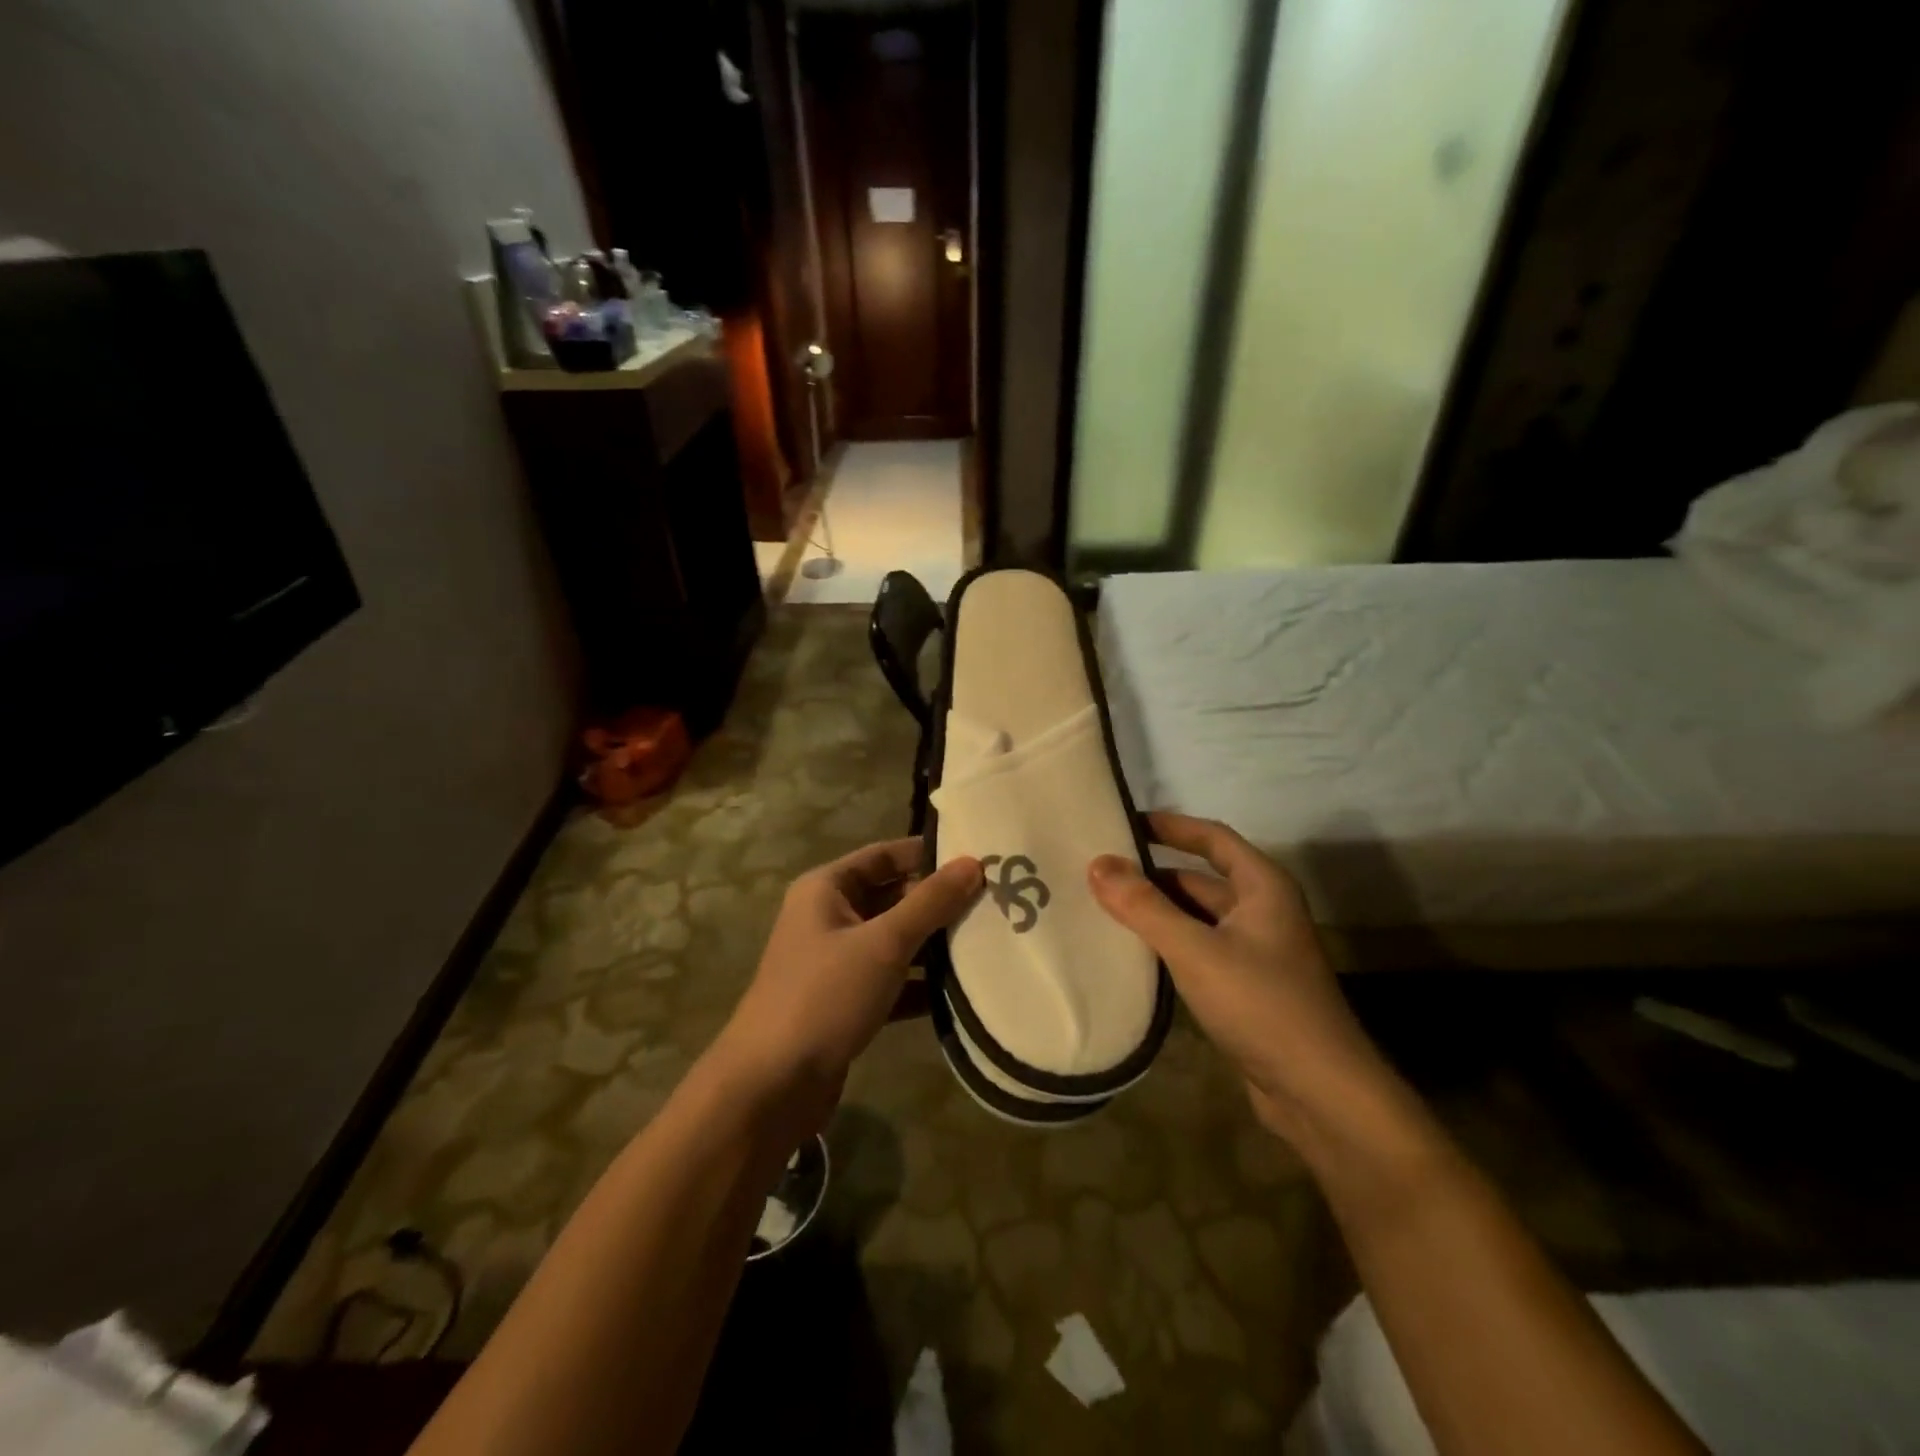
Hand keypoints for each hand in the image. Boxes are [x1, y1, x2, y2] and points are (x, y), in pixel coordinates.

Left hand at [718, 839, 981, 1125]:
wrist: (771, 1087)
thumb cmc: (825, 996)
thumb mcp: (883, 943)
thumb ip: (931, 903)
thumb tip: (974, 862)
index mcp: (826, 889)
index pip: (885, 855)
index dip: (928, 854)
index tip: (978, 859)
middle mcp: (829, 918)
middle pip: (892, 897)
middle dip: (937, 902)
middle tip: (993, 903)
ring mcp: (837, 962)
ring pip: (895, 940)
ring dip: (934, 944)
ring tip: (988, 942)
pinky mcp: (847, 1002)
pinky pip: (892, 980)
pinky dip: (921, 983)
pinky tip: (962, 991)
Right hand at [1088, 813, 1388, 1145]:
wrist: (1320, 1093)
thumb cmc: (1262, 1004)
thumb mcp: (1196, 950)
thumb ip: (1144, 906)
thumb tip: (1098, 863)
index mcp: (1262, 886)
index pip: (1212, 838)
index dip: (1171, 826)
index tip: (1125, 821)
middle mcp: (1262, 911)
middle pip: (1200, 879)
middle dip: (1153, 874)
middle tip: (1099, 870)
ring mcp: (1255, 951)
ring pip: (1197, 917)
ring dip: (1157, 911)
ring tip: (1103, 906)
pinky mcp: (1246, 987)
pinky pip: (1199, 950)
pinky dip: (1168, 944)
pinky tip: (1132, 952)